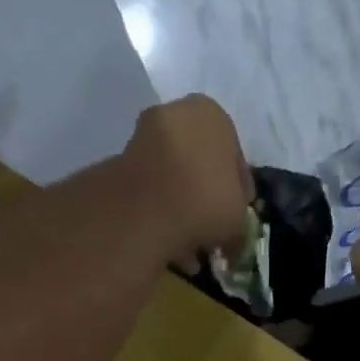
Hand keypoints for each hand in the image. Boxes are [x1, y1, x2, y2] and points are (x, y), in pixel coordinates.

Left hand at [121, 95, 253, 267]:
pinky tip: (168, 243)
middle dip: (207, 198)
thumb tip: (232, 240)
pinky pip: (151, 192)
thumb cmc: (207, 199)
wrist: (146, 208)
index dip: (239, 192)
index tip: (238, 217)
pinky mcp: (120, 163)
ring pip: (174, 179)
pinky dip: (160, 215)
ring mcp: (143, 136)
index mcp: (212, 115)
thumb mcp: (239, 216)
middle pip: (201, 164)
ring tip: (191, 245)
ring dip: (183, 209)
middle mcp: (176, 114)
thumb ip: (238, 221)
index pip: (235, 157)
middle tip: (214, 231)